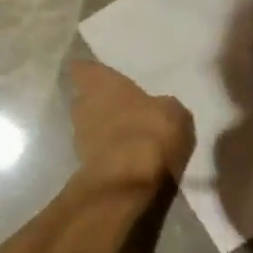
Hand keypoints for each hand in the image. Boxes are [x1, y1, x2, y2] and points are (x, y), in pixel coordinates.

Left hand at [68, 60, 194, 189]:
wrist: (127, 183)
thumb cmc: (149, 132)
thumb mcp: (173, 112)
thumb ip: (161, 105)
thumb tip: (159, 108)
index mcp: (99, 83)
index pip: (82, 68)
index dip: (92, 73)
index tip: (104, 76)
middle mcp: (82, 105)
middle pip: (85, 99)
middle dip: (101, 103)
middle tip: (125, 107)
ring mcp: (78, 137)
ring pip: (90, 126)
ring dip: (105, 130)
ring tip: (130, 136)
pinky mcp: (83, 165)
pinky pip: (98, 151)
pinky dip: (110, 153)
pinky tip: (129, 159)